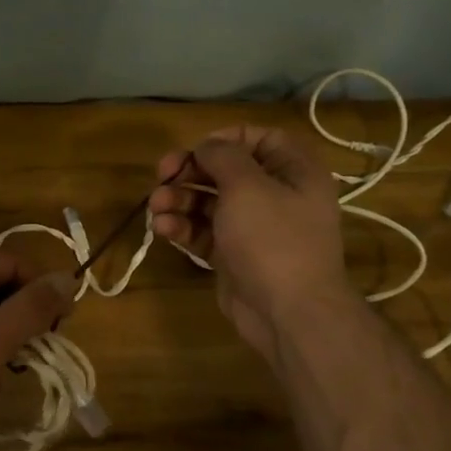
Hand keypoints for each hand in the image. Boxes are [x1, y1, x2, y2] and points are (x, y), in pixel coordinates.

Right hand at [148, 126, 349, 361]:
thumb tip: (206, 146)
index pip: (260, 139)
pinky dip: (183, 227)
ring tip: (156, 206)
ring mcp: (254, 228)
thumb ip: (223, 157)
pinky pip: (203, 231)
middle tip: (162, 174)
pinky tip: (164, 229)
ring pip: (209, 202)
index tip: (195, 149)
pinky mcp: (233, 254)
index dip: (225, 139)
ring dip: (179, 199)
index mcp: (294, 172)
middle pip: (226, 171)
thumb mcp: (247, 186)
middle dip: (190, 171)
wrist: (288, 311)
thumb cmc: (272, 239)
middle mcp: (276, 195)